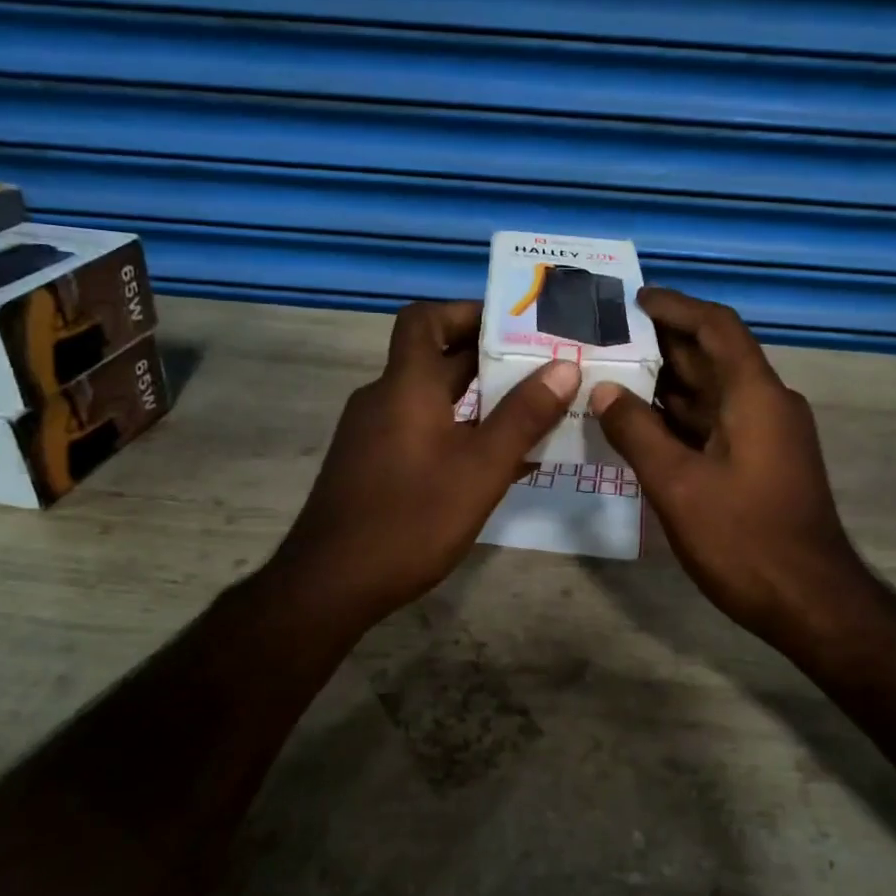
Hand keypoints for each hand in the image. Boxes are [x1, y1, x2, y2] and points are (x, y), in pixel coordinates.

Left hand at [273, 300, 578, 625]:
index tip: (514, 325)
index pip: (425, 318)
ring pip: (434, 400)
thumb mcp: (481, 468)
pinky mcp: (374, 466)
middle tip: (545, 368)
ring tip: (535, 412)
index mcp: (406, 385)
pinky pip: (423, 431)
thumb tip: (563, 367)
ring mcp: (375, 434)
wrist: (332, 584)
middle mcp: (385, 399)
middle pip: (437, 359)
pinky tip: (498, 462)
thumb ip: (524, 417)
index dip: (466, 311)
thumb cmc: (411, 518)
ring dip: (481, 401)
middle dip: (491, 360)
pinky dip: (460, 433)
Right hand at [591, 289, 873, 652]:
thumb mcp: (677, 484)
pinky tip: (640, 424)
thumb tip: (604, 391)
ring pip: (712, 393)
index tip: (634, 300)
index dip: (676, 307)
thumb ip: (637, 432)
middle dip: (663, 344)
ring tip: (612, 373)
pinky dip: (679, 418)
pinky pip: (715, 424)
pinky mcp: (761, 463)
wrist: (809, 602)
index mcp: (755, 395)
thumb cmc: (744, 539)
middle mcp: (766, 404)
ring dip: (668, 383)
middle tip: (608, 337)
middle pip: (713, 357)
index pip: (716, 327)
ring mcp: (767, 435)